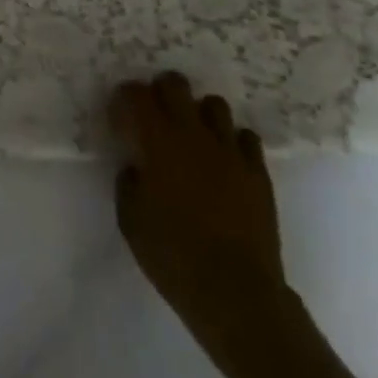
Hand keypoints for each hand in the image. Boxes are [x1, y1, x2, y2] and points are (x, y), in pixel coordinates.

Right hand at [111, 73, 287, 347]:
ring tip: (193, 137)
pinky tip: (225, 161)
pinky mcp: (257, 171)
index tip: (120, 115)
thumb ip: (128, 183)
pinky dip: (232, 142)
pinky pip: (245, 137)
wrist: (236, 293)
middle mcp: (192, 134)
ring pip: (214, 104)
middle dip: (160, 92)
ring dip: (199, 114)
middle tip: (154, 116)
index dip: (124, 98)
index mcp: (157, 142)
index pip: (135, 94)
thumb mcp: (131, 221)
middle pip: (175, 84)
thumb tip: (135, 166)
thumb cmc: (173, 258)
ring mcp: (229, 150)